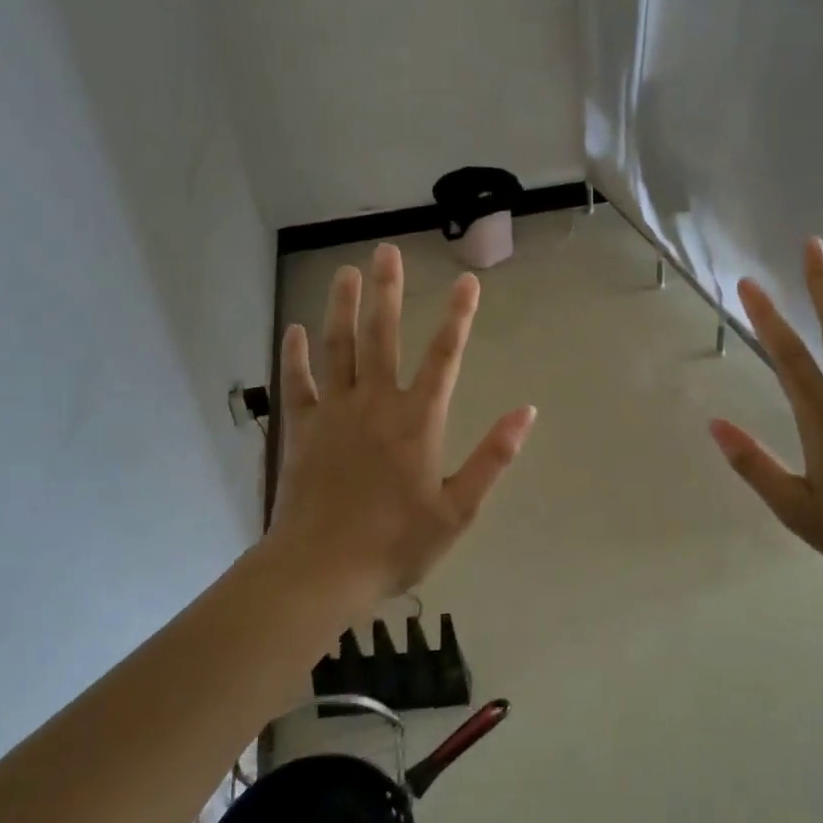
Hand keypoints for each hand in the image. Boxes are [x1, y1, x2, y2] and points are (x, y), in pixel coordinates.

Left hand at [269, 243, 536, 604]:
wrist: (320, 570)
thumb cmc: (396, 543)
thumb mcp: (458, 509)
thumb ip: (493, 457)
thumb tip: (527, 411)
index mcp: (418, 420)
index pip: (445, 356)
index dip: (459, 316)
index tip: (468, 281)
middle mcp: (376, 403)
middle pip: (383, 335)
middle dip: (388, 290)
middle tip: (386, 251)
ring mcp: (334, 412)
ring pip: (337, 347)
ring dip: (342, 306)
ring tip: (344, 271)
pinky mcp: (301, 429)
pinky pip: (297, 383)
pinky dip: (295, 355)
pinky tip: (295, 329)